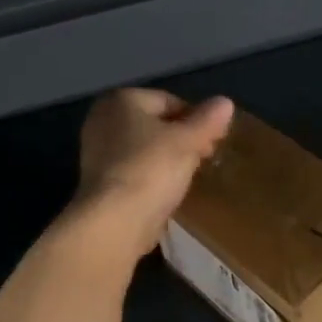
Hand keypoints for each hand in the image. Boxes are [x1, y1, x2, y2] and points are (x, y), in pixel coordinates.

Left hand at [72, 89, 234, 256]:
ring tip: (189, 176)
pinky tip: (168, 192)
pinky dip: (152, 177)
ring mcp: (96, 152)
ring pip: (144, 148)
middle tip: (205, 158)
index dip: (196, 119)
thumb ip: (208, 120)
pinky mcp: (99, 181)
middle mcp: (103, 119)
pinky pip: (134, 170)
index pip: (170, 101)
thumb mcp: (188, 141)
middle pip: (155, 124)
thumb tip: (225, 102)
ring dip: (167, 159)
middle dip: (181, 139)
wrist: (115, 221)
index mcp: (122, 100)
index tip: (214, 141)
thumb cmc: (152, 169)